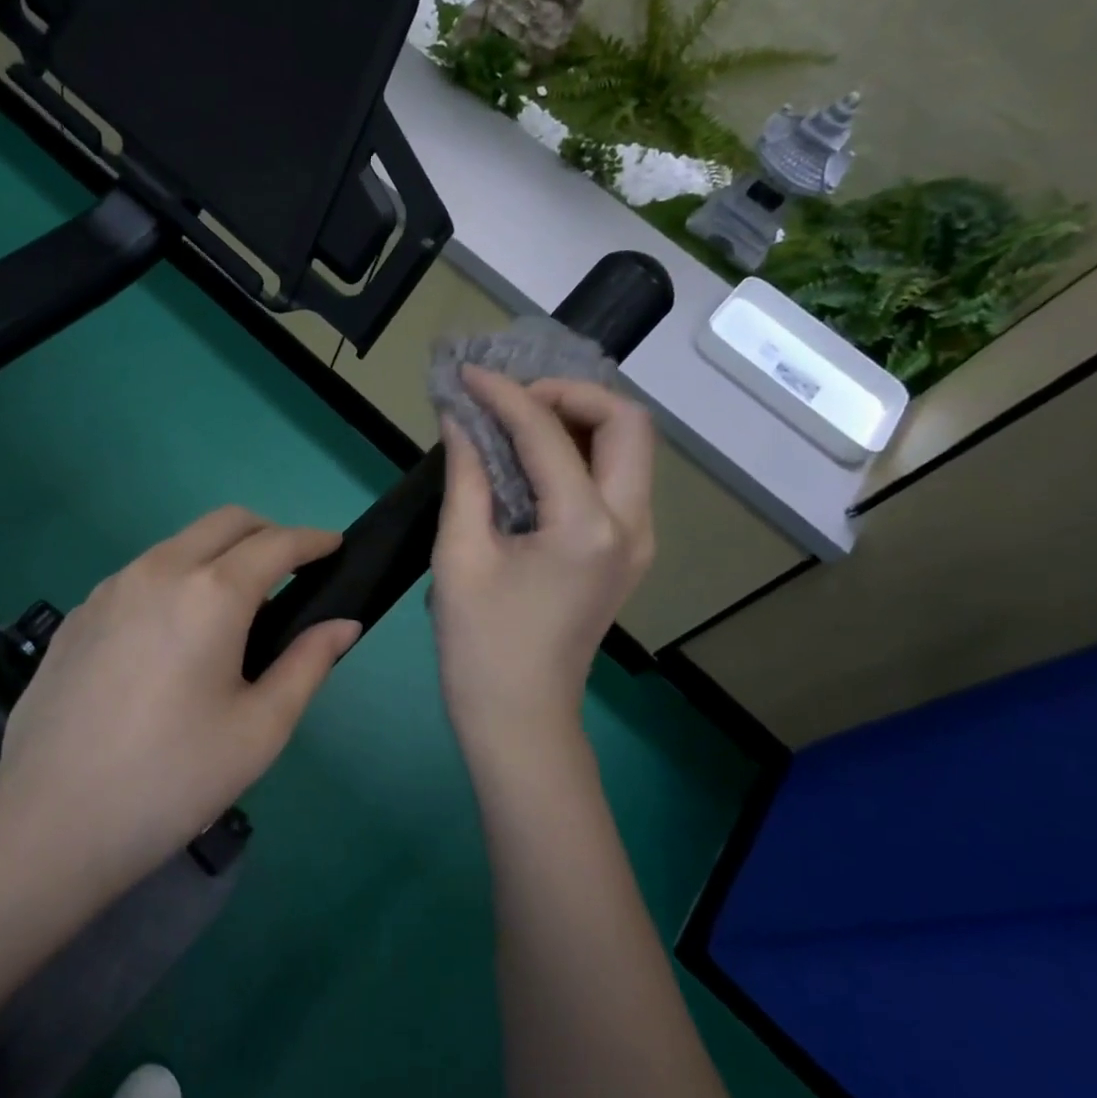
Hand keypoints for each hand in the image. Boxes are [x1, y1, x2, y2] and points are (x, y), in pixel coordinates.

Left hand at [0, 507, 360, 898]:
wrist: (50, 822)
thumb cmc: (172, 779)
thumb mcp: (259, 730)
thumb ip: (308, 664)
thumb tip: (343, 624)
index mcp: (211, 593)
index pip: (276, 543)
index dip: (313, 540)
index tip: (335, 547)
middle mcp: (159, 570)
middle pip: (226, 522)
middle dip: (268, 533)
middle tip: (292, 571)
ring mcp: (110, 588)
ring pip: (179, 544)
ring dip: (218, 554)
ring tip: (234, 609)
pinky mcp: (79, 614)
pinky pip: (141, 575)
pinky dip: (175, 580)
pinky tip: (173, 637)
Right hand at [431, 367, 655, 770]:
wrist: (520, 720)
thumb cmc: (480, 647)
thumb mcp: (458, 556)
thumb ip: (464, 477)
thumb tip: (460, 420)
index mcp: (586, 526)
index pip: (547, 433)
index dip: (504, 395)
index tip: (466, 377)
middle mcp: (631, 524)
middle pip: (625, 423)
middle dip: (567, 394)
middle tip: (509, 399)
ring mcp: (638, 540)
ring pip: (628, 448)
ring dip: (577, 420)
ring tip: (516, 420)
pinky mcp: (626, 553)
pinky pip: (615, 479)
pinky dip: (580, 453)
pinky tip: (531, 460)